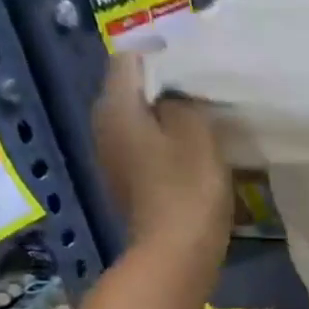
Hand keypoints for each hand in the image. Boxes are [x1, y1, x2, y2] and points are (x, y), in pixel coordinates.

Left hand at [92, 53, 231, 263]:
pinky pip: (146, 149)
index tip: (196, 61)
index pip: (129, 58)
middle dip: (165, 85)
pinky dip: (167, 144)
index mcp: (116, 107)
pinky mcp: (129, 184)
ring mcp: (113, 159)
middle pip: (131, 90)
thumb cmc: (187, 190)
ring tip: (204, 118)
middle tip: (204, 88)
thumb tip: (174, 96)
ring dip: (167, 117)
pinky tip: (193, 153)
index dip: (162, 54)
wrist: (175, 255)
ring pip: (140, 121)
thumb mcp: (197, 133)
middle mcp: (104, 127)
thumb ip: (184, 102)